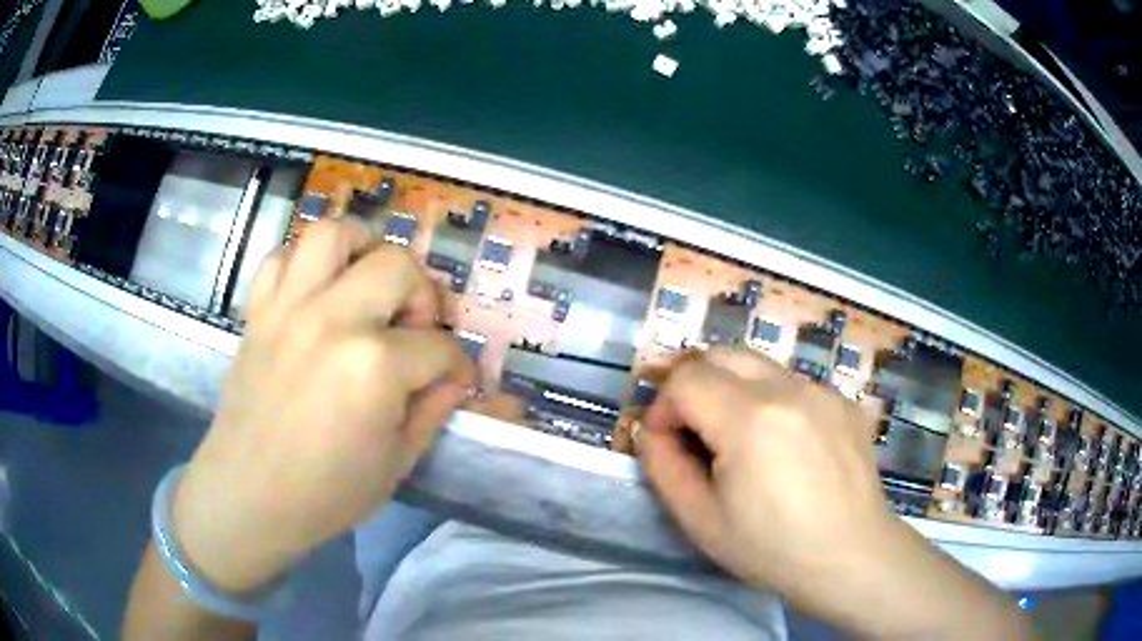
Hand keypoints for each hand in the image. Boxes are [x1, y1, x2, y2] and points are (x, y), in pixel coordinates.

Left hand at [172, 218, 474, 593]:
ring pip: (333, 234)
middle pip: (397, 266)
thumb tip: (454, 379)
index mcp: (374, 367)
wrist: (249, 495)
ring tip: (367, 283)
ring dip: (362, 249)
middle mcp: (332, 320)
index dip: (458, 365)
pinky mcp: (258, 311)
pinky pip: (280, 257)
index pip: (438, 346)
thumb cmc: (327, 492)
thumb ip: (433, 411)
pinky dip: (303, 264)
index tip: (457, 379)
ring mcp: (288, 308)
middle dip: (423, 295)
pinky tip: (314, 294)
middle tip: (416, 328)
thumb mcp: (397, 463)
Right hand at [638, 347, 894, 594]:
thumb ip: (663, 466)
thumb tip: (654, 431)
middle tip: (694, 432)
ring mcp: (823, 389)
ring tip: (741, 441)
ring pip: (757, 365)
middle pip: (720, 354)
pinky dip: (772, 401)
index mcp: (751, 419)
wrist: (851, 556)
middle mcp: (789, 388)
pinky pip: (793, 383)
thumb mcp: (700, 521)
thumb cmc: (771, 548)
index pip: (685, 379)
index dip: (663, 408)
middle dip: (693, 385)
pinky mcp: (844, 400)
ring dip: (732, 390)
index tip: (666, 444)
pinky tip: (785, 446)